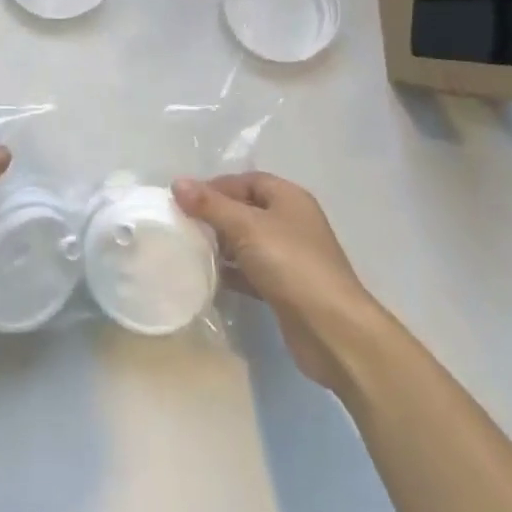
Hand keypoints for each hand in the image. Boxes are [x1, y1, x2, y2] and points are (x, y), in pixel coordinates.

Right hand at [174, 172, 377, 391]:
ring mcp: (290, 257)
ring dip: (221, 245)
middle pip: (245, 210)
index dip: (215, 186)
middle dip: (214, 216)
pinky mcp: (286, 288)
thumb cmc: (291, 265)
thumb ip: (210, 205)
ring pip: (247, 242)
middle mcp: (291, 222)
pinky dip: (232, 272)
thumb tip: (177, 183)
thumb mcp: (246, 227)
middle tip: (182, 225)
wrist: (333, 331)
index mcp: (288, 198)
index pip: (246, 180)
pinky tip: (207, 278)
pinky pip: (251, 271)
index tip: (183, 200)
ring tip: (188, 250)